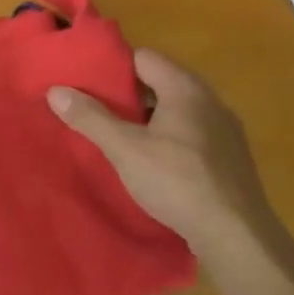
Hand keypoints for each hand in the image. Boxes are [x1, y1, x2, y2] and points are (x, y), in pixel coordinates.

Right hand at [49, 51, 293, 292]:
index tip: (87, 80)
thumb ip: (90, 118)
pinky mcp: (230, 158)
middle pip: (160, 82)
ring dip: (148, 118)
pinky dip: (169, 137)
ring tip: (118, 135)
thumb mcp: (125, 149)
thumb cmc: (178, 182)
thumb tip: (55, 90)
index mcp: (185, 88)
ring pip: (177, 110)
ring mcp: (225, 130)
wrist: (238, 236)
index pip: (144, 57)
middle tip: (95, 108)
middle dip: (128, 94)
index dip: (114, 66)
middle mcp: (210, 101)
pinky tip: (153, 161)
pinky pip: (191, 133)